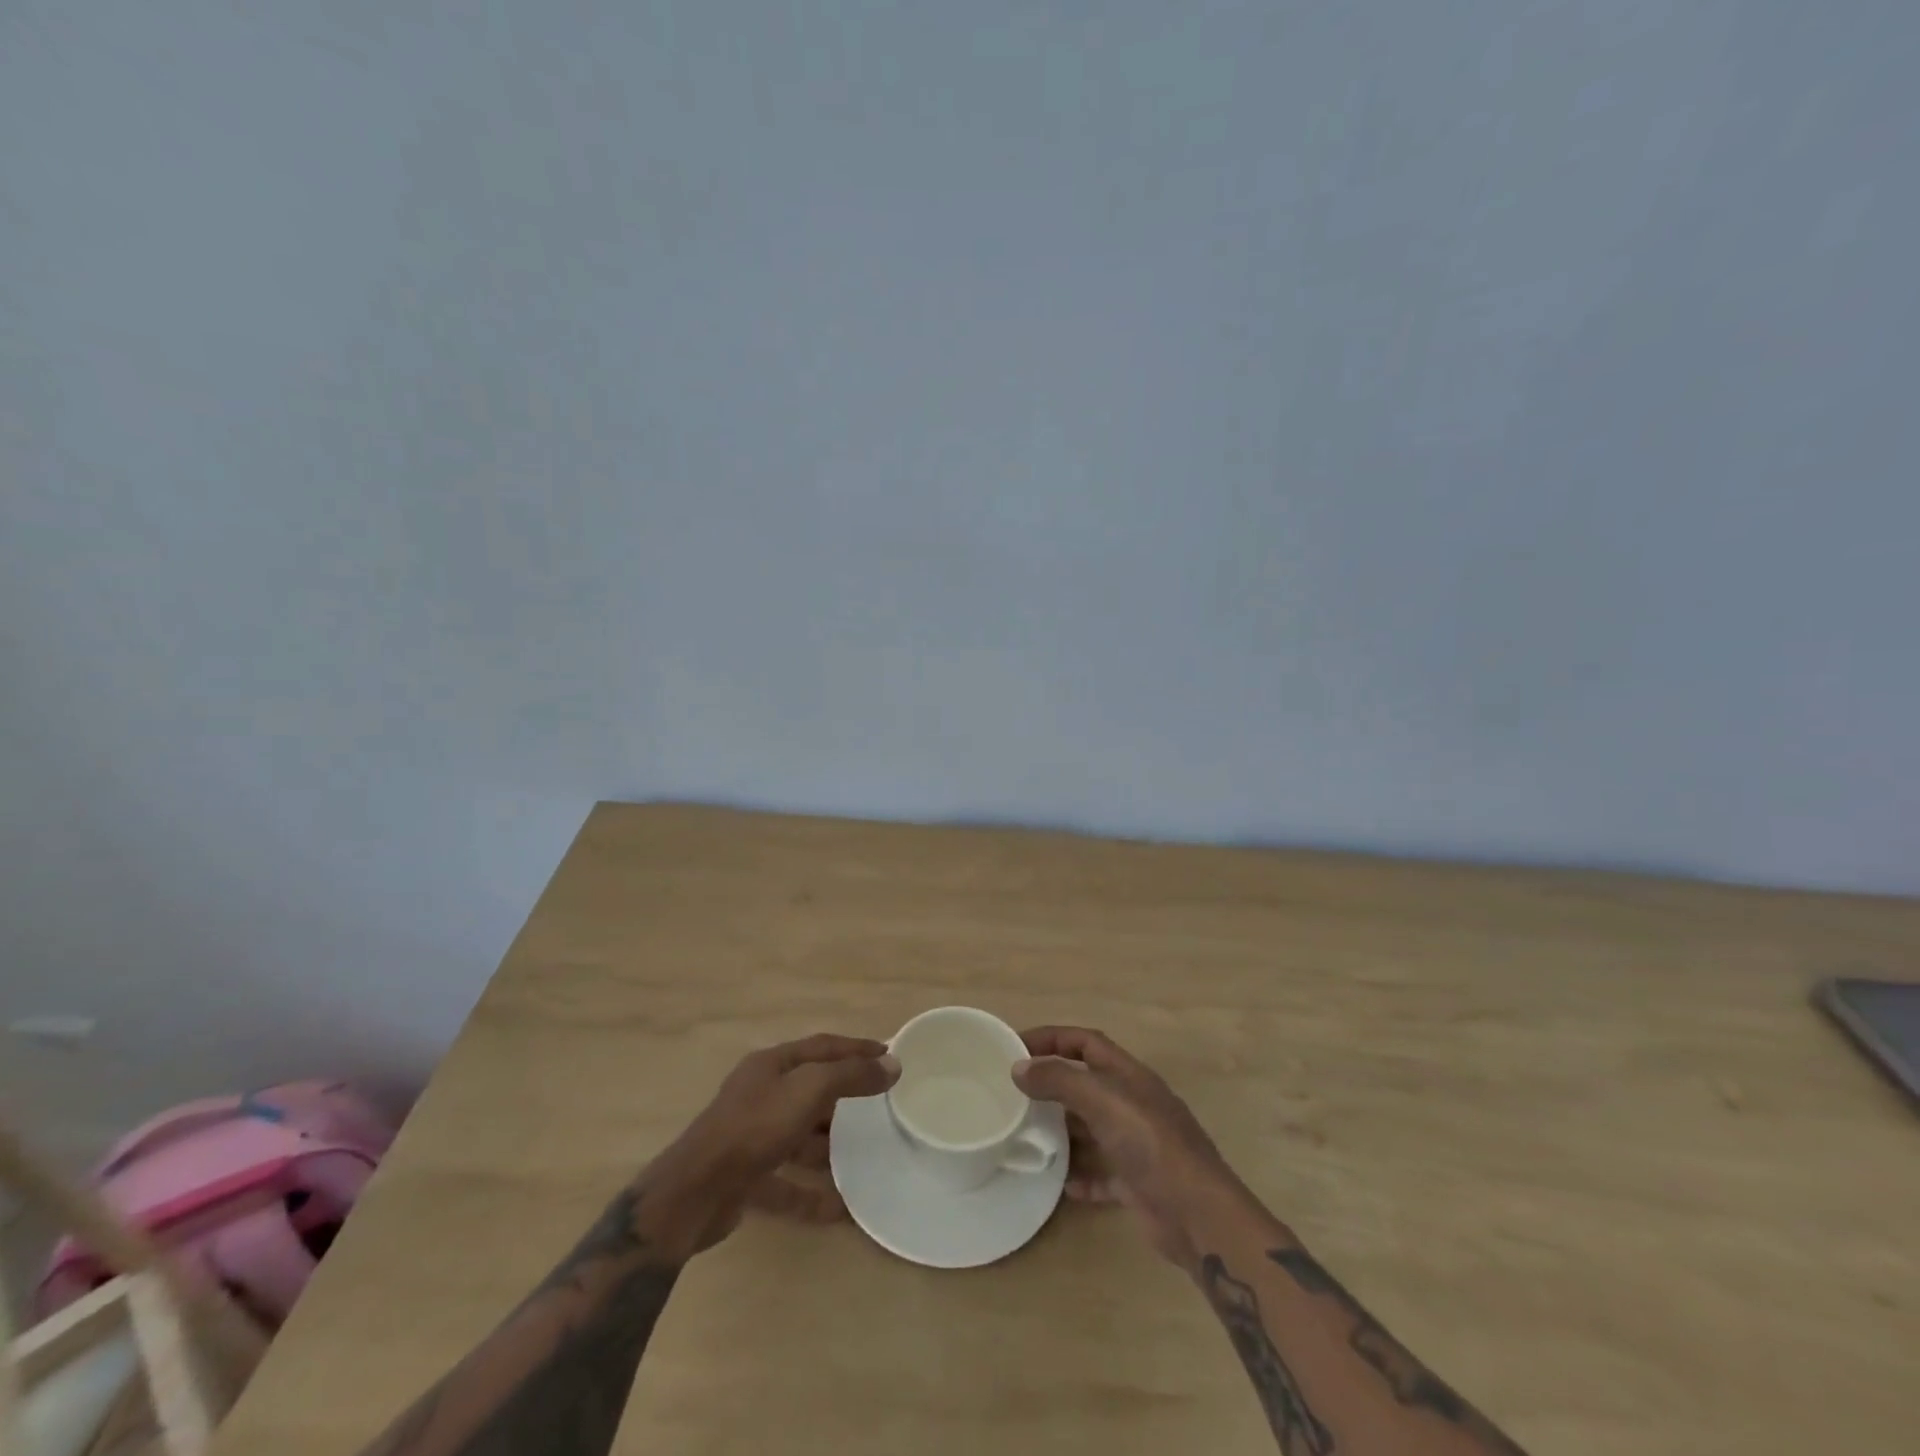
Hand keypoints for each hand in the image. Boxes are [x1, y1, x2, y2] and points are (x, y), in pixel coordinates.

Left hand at [638, 1033, 898, 1259]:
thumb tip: (892, 1065)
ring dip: (828, 1147)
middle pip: (809, 1090)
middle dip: (843, 1098)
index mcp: (771, 1065)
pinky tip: (839, 1208)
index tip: (889, 1054)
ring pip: (798, 1137)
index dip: (856, 1048)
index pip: (822, 1046)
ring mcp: (750, 1137)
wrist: (695, 1192)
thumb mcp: (809, 1090)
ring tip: (864, 1157)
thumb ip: (850, 1075)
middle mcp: (760, 1094)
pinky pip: (787, 1182)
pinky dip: (811, 1194)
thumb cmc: (755, 1126)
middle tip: (880, 1107)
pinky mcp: (745, 1177)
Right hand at [1015, 1026, 1248, 1270]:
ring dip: (1062, 1131)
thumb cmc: (1151, 1144)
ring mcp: (1136, 1144)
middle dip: (1052, 1084)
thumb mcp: (1103, 1101)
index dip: (1051, 1038)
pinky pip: (1101, 1173)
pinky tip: (1059, 1183)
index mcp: (1129, 1076)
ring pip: (1091, 1128)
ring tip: (1026, 1136)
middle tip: (1013, 1094)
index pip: (1085, 1042)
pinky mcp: (1137, 1183)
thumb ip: (1060, 1080)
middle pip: (1086, 1083)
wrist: (1198, 1216)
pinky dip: (1080, 1175)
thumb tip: (1020, 1067)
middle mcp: (1133, 1104)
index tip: (1015, 1046)